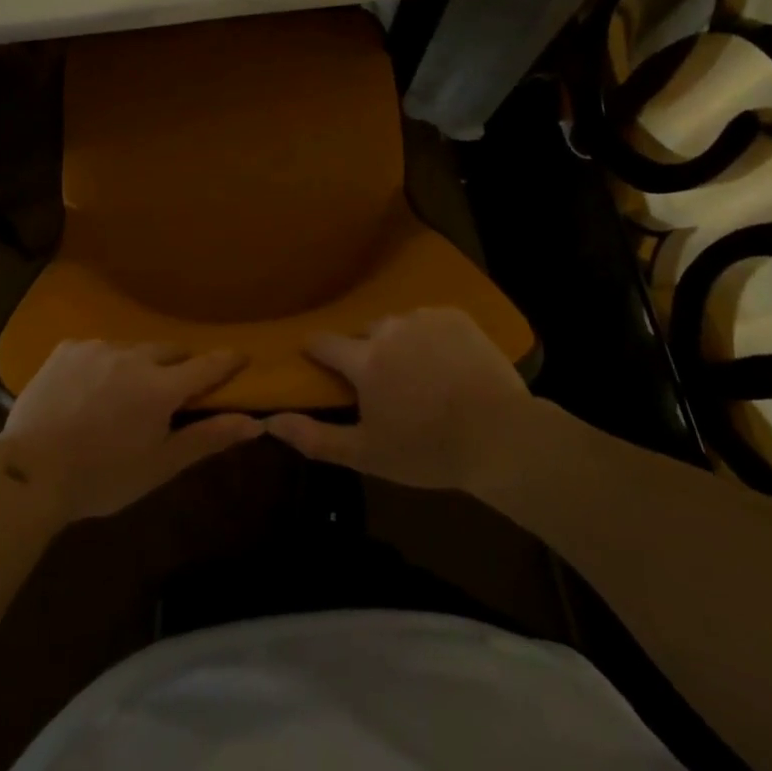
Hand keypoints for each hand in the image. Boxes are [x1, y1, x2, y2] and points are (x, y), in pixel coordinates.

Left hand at [0, 341, 262, 521]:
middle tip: (174, 389)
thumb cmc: (101, 477)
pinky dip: (104, 364)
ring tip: (126, 393)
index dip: (227, 361)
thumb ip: (207, 439)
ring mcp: (97, 347)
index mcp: (160, 387)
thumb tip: (255, 423)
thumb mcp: (159, 466)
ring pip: (132, 348)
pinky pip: (98, 349)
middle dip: (178, 366)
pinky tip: (90, 389)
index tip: (242, 357)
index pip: (207, 365)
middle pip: (169, 351)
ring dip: (139, 364)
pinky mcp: (67, 347)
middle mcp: (133, 355)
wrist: (29, 472)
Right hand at [265, 308, 536, 494]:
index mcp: (365, 360)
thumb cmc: (428, 450)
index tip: (317, 359)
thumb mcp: (367, 454)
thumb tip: (269, 421)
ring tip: (418, 372)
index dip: (317, 351)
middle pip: (364, 332)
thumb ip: (315, 438)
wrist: (501, 437)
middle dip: (365, 351)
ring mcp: (424, 318)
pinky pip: (430, 321)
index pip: (324, 343)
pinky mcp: (455, 316)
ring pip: (398, 325)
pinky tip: (445, 362)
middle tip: (382, 381)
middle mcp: (389, 329)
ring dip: (398, 342)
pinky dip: (429, 336)